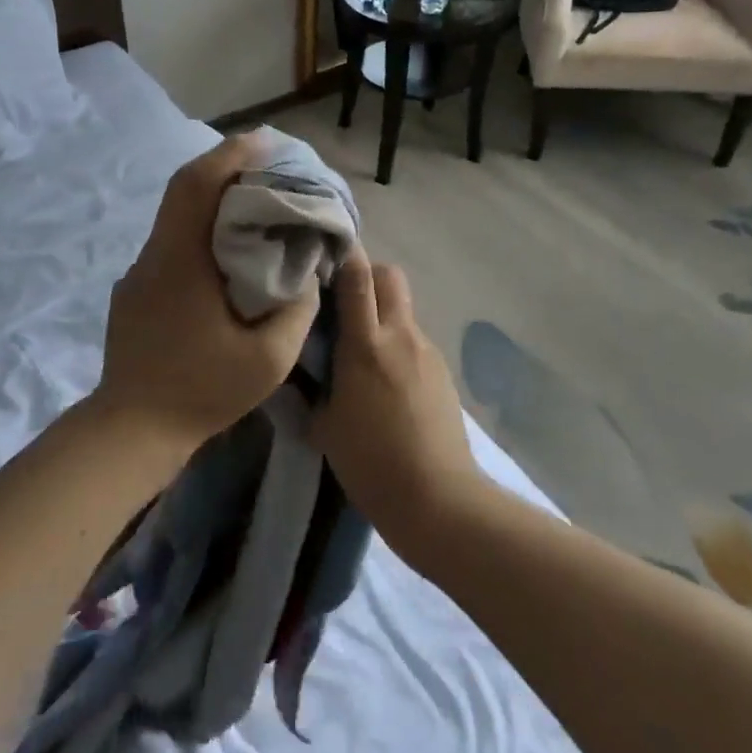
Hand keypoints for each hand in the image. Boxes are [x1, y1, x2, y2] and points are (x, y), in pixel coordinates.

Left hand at [96, 133, 319, 451]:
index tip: (264, 141)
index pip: (199, 186)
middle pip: (183, 192)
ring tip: (253, 203)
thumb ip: (298, 309)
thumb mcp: (269, 358)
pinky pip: (171, 245)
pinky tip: (225, 254)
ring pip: (175, 218)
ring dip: (212, 201)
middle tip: (266, 164)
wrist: (131, 430)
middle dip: (224, 168)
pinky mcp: (134, 292)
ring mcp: (139, 274)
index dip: (231, 156)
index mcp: (180, 261)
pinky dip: (200, 231)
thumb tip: (308, 271)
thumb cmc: (202, 392)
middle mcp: (153, 256)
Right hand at [313, 250, 484, 547]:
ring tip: (360, 346)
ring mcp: (427, 353)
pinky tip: (385, 380)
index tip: (321, 251)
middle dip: (366, 274)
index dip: (342, 253)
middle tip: (341, 298)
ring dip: (381, 312)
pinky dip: (397, 344)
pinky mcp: (442, 373)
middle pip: (390, 275)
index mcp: (366, 345)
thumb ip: (315, 385)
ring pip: (403, 309)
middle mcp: (401, 337)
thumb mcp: (324, 425)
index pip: (358, 276)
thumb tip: (309, 368)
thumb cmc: (371, 464)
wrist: (439, 500)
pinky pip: (414, 341)